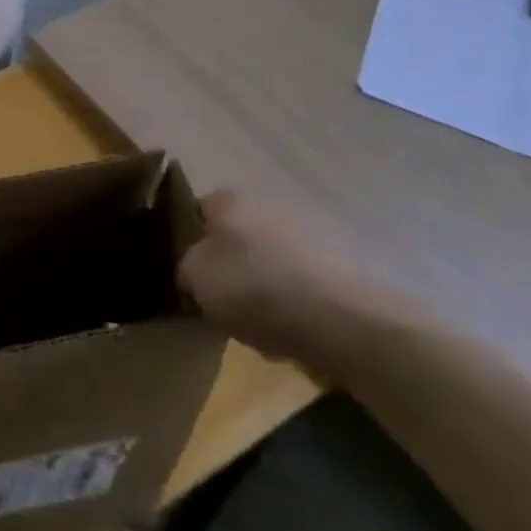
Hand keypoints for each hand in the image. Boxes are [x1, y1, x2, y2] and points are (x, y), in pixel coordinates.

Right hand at [177, 190, 368, 362]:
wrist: (346, 322)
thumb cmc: (256, 288)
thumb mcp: (195, 278)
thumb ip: (184, 267)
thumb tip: (193, 271)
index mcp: (229, 199)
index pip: (195, 211)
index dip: (185, 241)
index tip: (184, 272)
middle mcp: (267, 205)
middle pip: (234, 236)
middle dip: (226, 265)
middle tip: (216, 301)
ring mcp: (307, 234)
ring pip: (266, 261)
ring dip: (259, 285)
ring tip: (254, 323)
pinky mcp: (337, 268)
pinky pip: (298, 285)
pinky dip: (290, 303)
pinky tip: (288, 330)